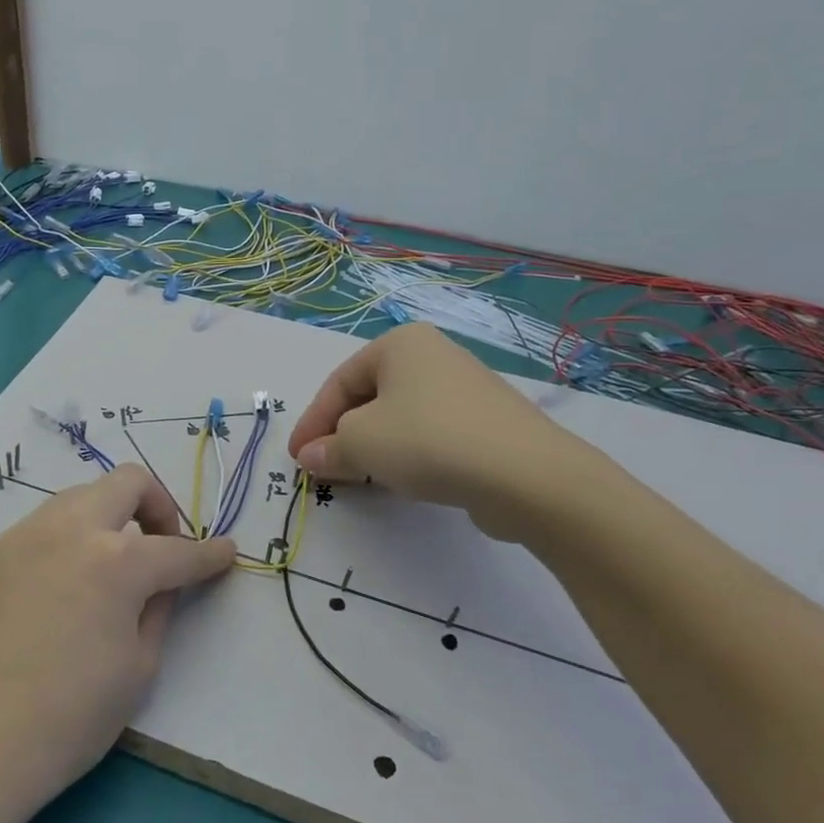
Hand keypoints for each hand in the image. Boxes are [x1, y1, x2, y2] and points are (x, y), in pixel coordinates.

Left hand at [0, 464, 236, 822]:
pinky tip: (65, 585)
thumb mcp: (136, 671)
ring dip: (110, 517)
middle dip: (158, 505)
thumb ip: (158, 610)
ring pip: (81, 496)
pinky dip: (71, 537)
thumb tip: (163, 583)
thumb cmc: (63, 721)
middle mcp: (70, 530)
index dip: (209, 554)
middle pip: (127, 482)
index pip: (178, 549)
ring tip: (112, 567)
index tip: (226, 553)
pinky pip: (45, 525)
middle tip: (162, 546)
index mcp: (116, 562)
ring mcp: (24, 535)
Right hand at [286, 322, 598, 541]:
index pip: (339, 382)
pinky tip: (405, 479)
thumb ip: (328, 448)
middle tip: (324, 467)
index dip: (312, 421)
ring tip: (359, 476)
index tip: (297, 457)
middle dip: (341, 433)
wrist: (526, 475)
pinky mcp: (486, 422)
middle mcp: (433, 355)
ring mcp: (464, 388)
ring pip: (399, 416)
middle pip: (369, 397)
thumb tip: (310, 456)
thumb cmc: (428, 441)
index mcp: (399, 343)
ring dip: (372, 446)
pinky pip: (430, 432)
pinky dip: (408, 453)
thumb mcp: (361, 443)